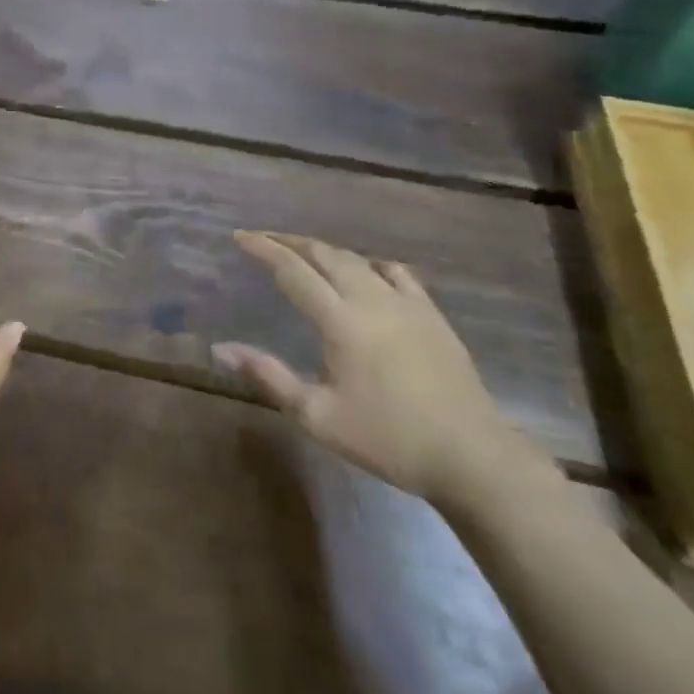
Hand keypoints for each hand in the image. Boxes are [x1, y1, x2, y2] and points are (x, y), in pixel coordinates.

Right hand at [213, 232, 538, 509]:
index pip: (292, 270)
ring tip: (304, 252)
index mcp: (340, 321)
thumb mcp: (317, 416)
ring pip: (357, 259)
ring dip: (324, 250)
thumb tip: (221, 348)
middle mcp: (371, 299)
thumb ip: (269, 376)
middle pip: (324, 254)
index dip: (263, 249)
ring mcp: (406, 303)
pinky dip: (369, 264)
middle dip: (289, 242)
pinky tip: (365, 272)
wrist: (472, 457)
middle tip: (264, 239)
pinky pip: (396, 272)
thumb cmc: (388, 439)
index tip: (240, 237)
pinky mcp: (432, 314)